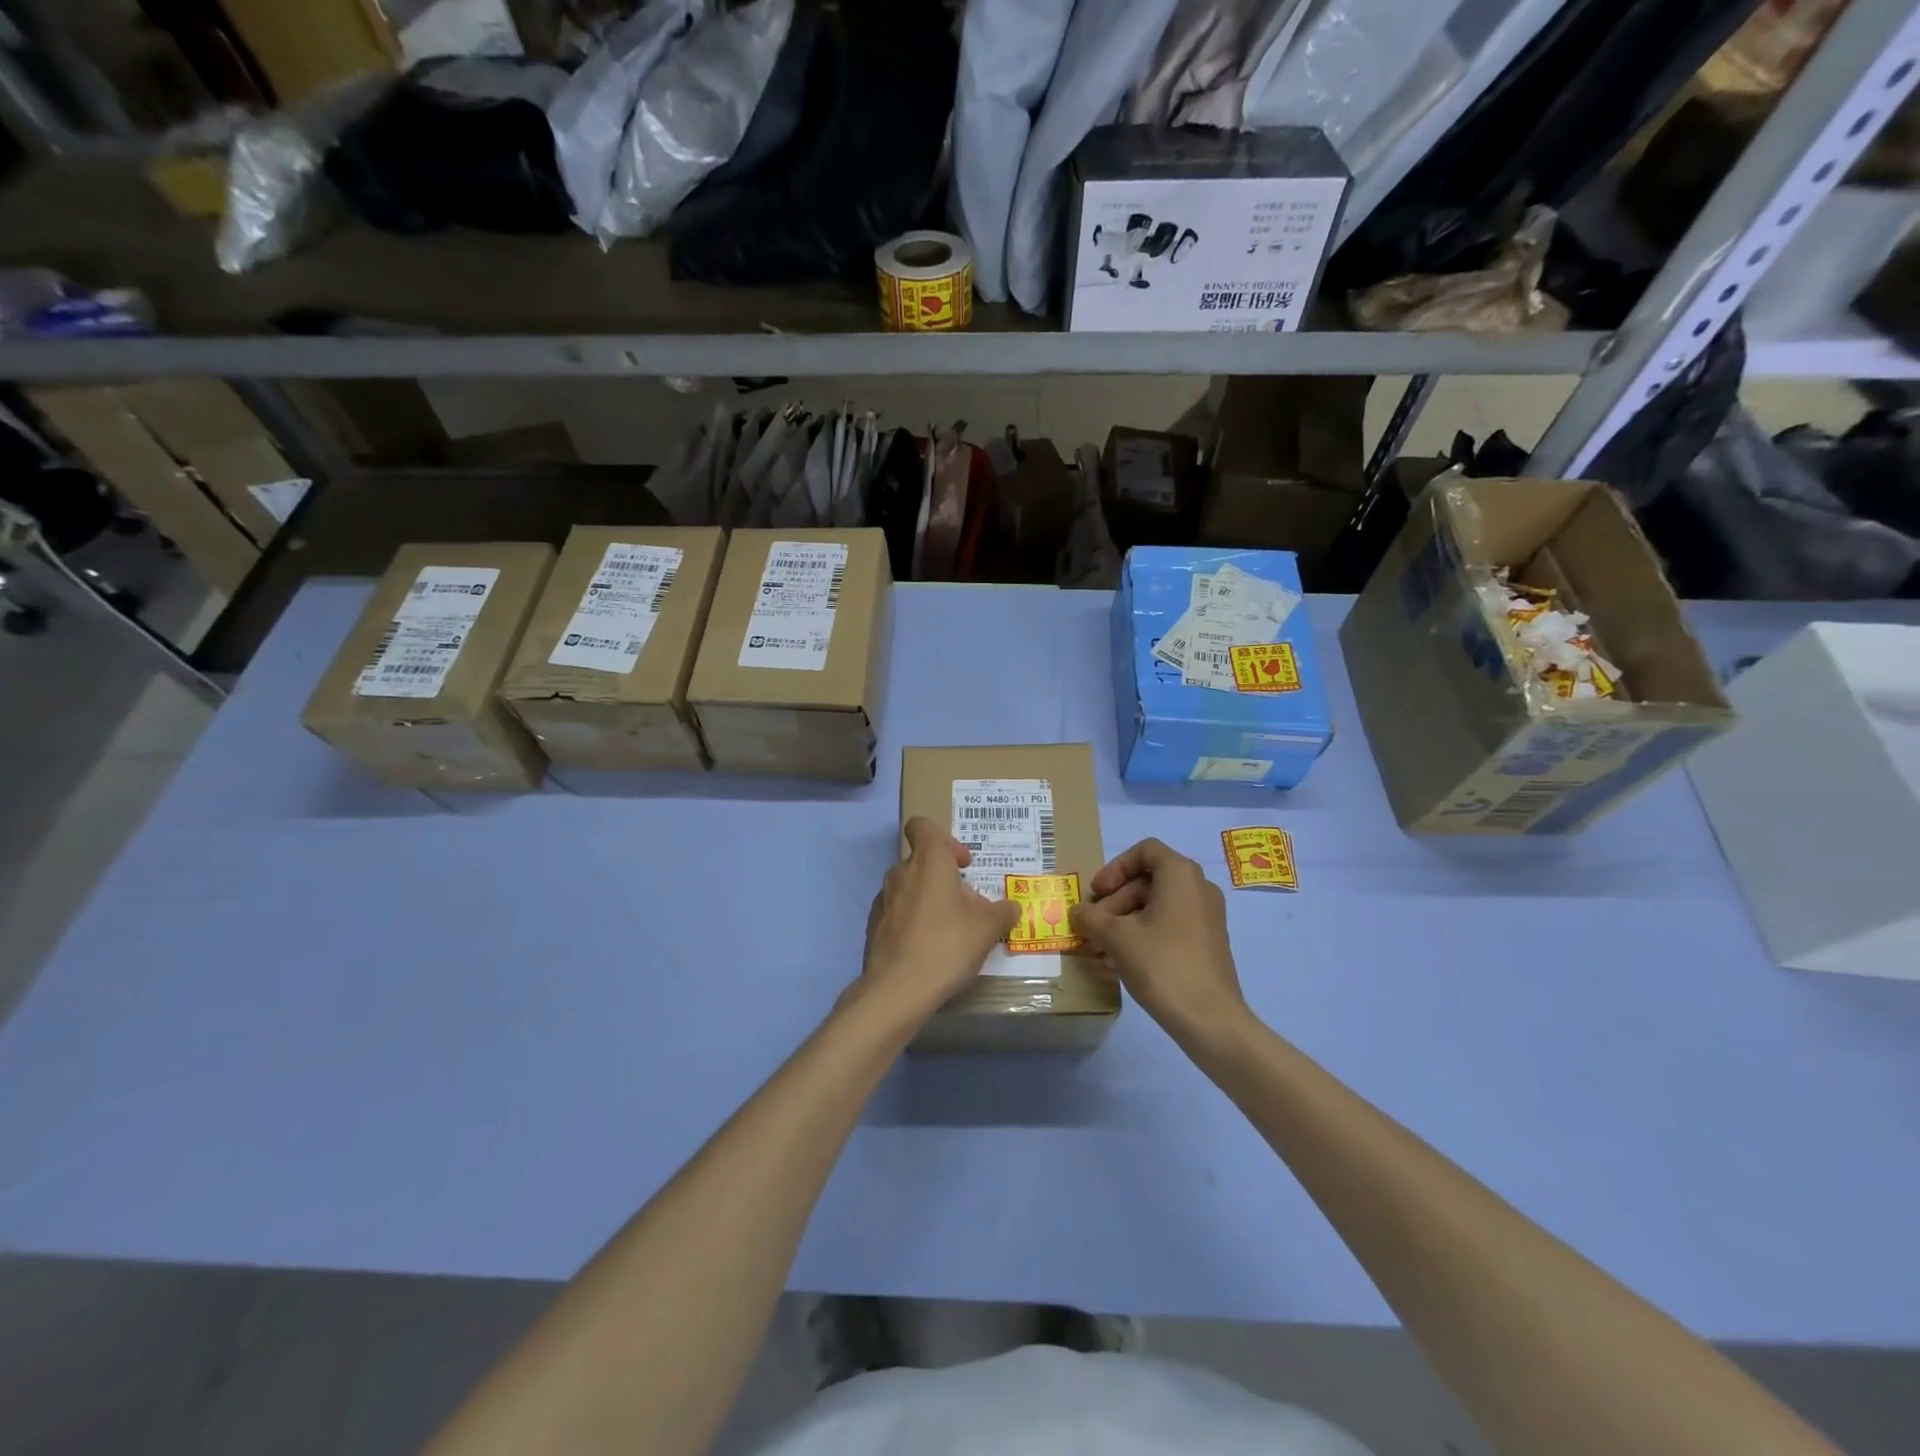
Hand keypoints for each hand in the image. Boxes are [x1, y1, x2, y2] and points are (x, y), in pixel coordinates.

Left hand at [856, 817, 1021, 1021]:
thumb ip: (1002, 913)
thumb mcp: (987, 929)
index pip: (922, 826)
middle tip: (967, 906)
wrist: (897, 990)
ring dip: (929, 900)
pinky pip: (898, 913)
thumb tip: (1012, 907)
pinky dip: (913, 921)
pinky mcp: (874, 926)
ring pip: (909, 888)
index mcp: (928, 861)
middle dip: (945, 878)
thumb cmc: (946, 945)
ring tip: (950, 930)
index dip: (945, 839)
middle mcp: (901, 873)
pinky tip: (928, 949)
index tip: (963, 865)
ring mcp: (883, 900)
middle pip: (921, 861)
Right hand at [1071, 838, 1246, 1041]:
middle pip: (1148, 880)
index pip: (1145, 850)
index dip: (1115, 867)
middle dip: (1115, 900)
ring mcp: (1206, 917)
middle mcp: (1199, 888)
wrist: (1210, 1020)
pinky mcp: (1207, 943)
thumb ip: (1090, 918)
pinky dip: (1143, 934)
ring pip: (1157, 905)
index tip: (1097, 892)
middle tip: (1093, 926)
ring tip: (1101, 948)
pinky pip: (1169, 926)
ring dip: (1124, 920)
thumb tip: (1077, 913)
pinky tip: (1120, 961)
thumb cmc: (1162, 964)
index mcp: (1181, 875)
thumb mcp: (1116, 937)